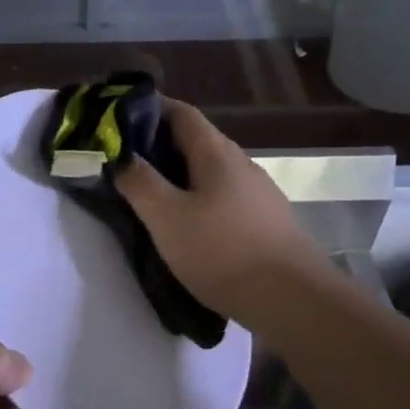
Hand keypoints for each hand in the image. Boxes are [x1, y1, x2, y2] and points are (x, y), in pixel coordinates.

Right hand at [114, 99, 332, 335]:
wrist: (292, 299)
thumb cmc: (221, 251)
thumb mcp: (166, 217)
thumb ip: (139, 182)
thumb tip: (119, 156)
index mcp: (216, 153)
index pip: (180, 113)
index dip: (149, 108)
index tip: (117, 118)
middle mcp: (240, 163)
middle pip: (196, 140)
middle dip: (158, 144)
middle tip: (124, 161)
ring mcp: (257, 193)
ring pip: (209, 170)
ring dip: (178, 174)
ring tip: (149, 193)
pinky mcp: (265, 220)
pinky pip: (222, 195)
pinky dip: (197, 197)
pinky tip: (186, 222)